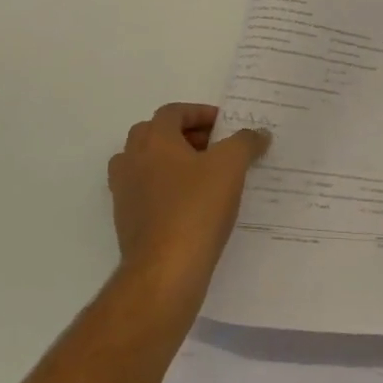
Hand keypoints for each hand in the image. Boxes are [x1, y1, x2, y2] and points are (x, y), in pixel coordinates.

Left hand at [109, 104, 270, 298]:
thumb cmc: (196, 208)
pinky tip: (191, 206)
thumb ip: (245, 143)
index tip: (224, 126)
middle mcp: (132, 159)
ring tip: (202, 176)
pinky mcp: (126, 221)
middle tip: (213, 148)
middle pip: (154, 134)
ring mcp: (124, 192)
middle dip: (184, 136)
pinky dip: (165, 190)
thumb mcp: (231, 167)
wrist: (164, 271)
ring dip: (171, 163)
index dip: (200, 113)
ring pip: (146, 164)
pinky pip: (145, 193)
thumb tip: (258, 133)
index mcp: (153, 139)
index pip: (173, 112)